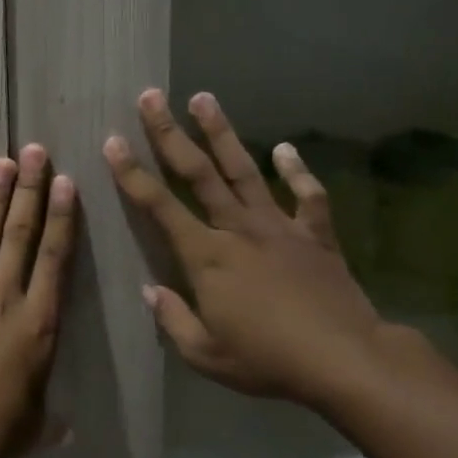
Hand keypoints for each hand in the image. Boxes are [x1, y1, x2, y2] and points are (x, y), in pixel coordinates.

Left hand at [0, 145, 75, 457]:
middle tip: (33, 151)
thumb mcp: (35, 424)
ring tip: (1, 163)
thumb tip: (66, 432)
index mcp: (41, 321)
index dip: (60, 216)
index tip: (64, 182)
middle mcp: (7, 297)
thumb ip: (50, 419)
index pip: (54, 256)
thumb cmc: (1, 428)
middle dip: (28, 189)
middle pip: (19, 233)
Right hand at [105, 89, 398, 411]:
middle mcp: (238, 229)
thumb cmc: (268, 360)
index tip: (112, 142)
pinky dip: (297, 171)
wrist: (345, 360)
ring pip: (244, 170)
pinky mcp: (315, 235)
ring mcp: (279, 227)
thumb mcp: (206, 354)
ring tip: (204, 98)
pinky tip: (286, 149)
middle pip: (198, 172)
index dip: (132, 174)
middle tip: (151, 97)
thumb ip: (173, 319)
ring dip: (221, 133)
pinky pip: (307, 196)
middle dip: (169, 133)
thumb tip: (150, 291)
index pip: (159, 206)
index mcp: (207, 256)